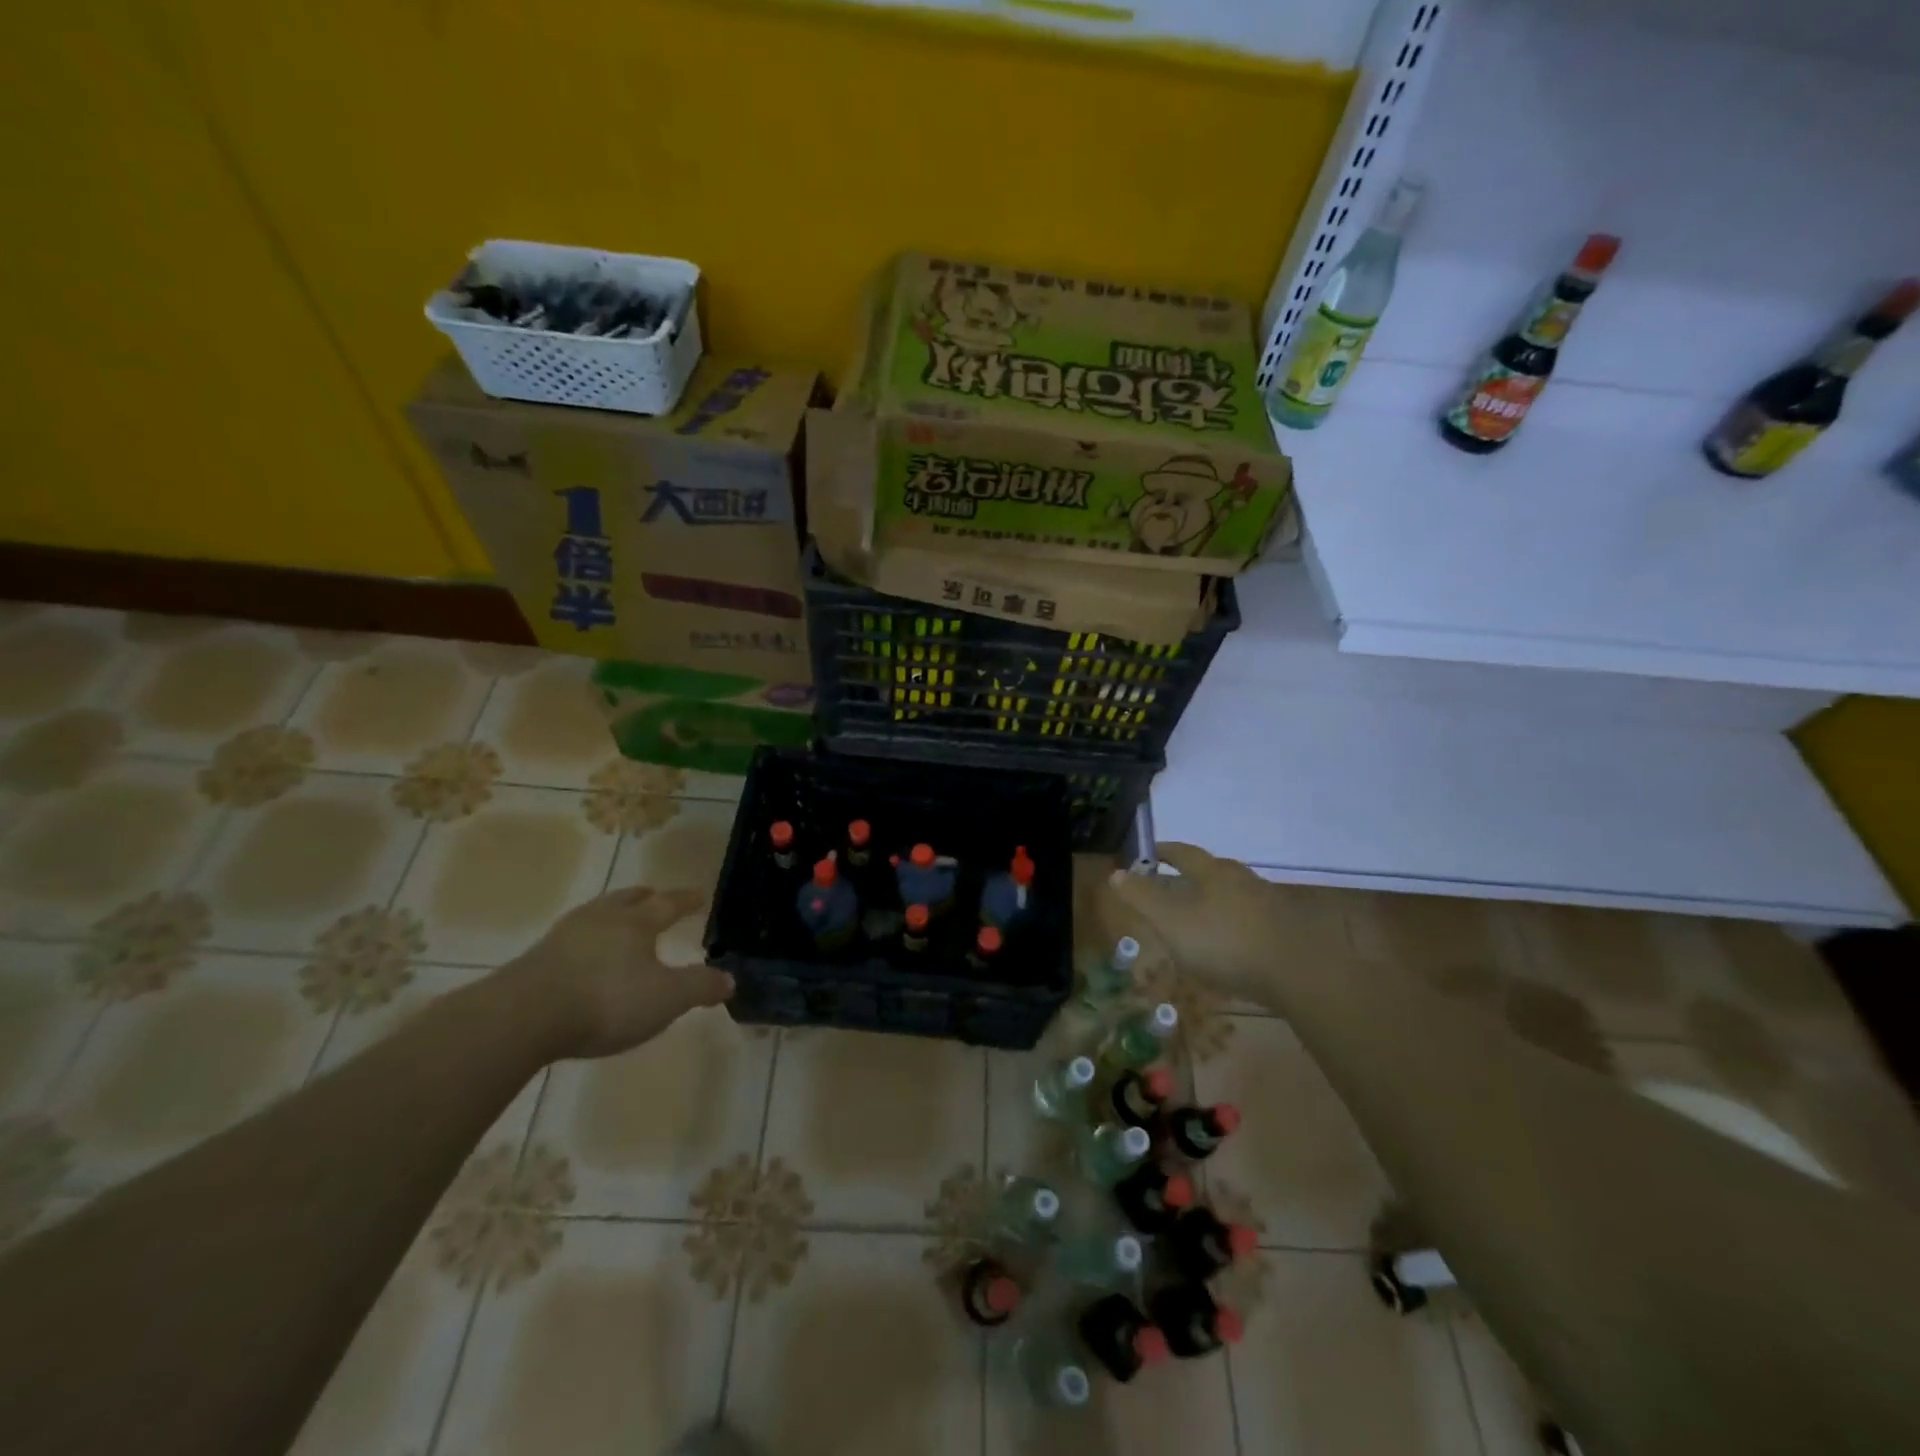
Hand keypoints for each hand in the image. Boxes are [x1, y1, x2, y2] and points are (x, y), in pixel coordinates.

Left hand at [503, 887, 732, 1058]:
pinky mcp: (536, 959)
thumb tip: (729, 979)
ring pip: (596, 915)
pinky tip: (584, 956)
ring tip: (618, 922)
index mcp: (636, 923)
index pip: (668, 904)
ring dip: (611, 915)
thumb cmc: (607, 1000)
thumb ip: (699, 987)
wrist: (523, 1017)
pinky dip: (586, 940)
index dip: (685, 900)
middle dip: (644, 898)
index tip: (698, 895)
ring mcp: (564, 936)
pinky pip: (571, 939)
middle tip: (653, 896)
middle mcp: (602, 919)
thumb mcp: (666, 999)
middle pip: (626, 900)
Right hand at [1103, 843, 1282, 1009]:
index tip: (1150, 852)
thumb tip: (1116, 873)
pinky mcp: (1285, 929)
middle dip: (1191, 875)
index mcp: (1213, 872)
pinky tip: (1229, 942)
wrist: (1297, 973)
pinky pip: (1250, 918)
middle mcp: (1242, 879)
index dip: (1163, 851)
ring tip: (1199, 916)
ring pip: (1233, 893)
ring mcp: (1268, 903)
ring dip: (1214, 899)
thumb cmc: (1224, 942)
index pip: (1183, 853)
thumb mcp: (1171, 922)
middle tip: (1173, 884)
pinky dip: (1233, 923)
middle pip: (1212, 870)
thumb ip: (1143, 898)